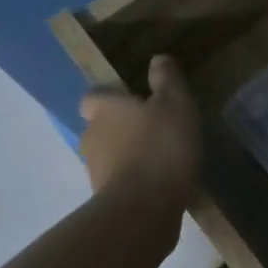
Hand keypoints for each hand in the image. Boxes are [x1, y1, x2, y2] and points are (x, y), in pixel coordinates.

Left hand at [79, 55, 200, 220]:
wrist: (144, 209)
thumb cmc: (160, 147)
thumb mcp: (175, 104)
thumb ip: (167, 80)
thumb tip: (157, 59)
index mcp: (103, 109)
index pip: (94, 96)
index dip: (112, 97)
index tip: (136, 100)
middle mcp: (91, 136)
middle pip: (102, 126)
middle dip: (123, 127)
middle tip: (156, 128)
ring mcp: (95, 170)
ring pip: (111, 154)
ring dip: (130, 154)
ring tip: (163, 157)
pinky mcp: (105, 199)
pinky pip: (121, 180)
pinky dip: (136, 179)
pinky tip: (161, 182)